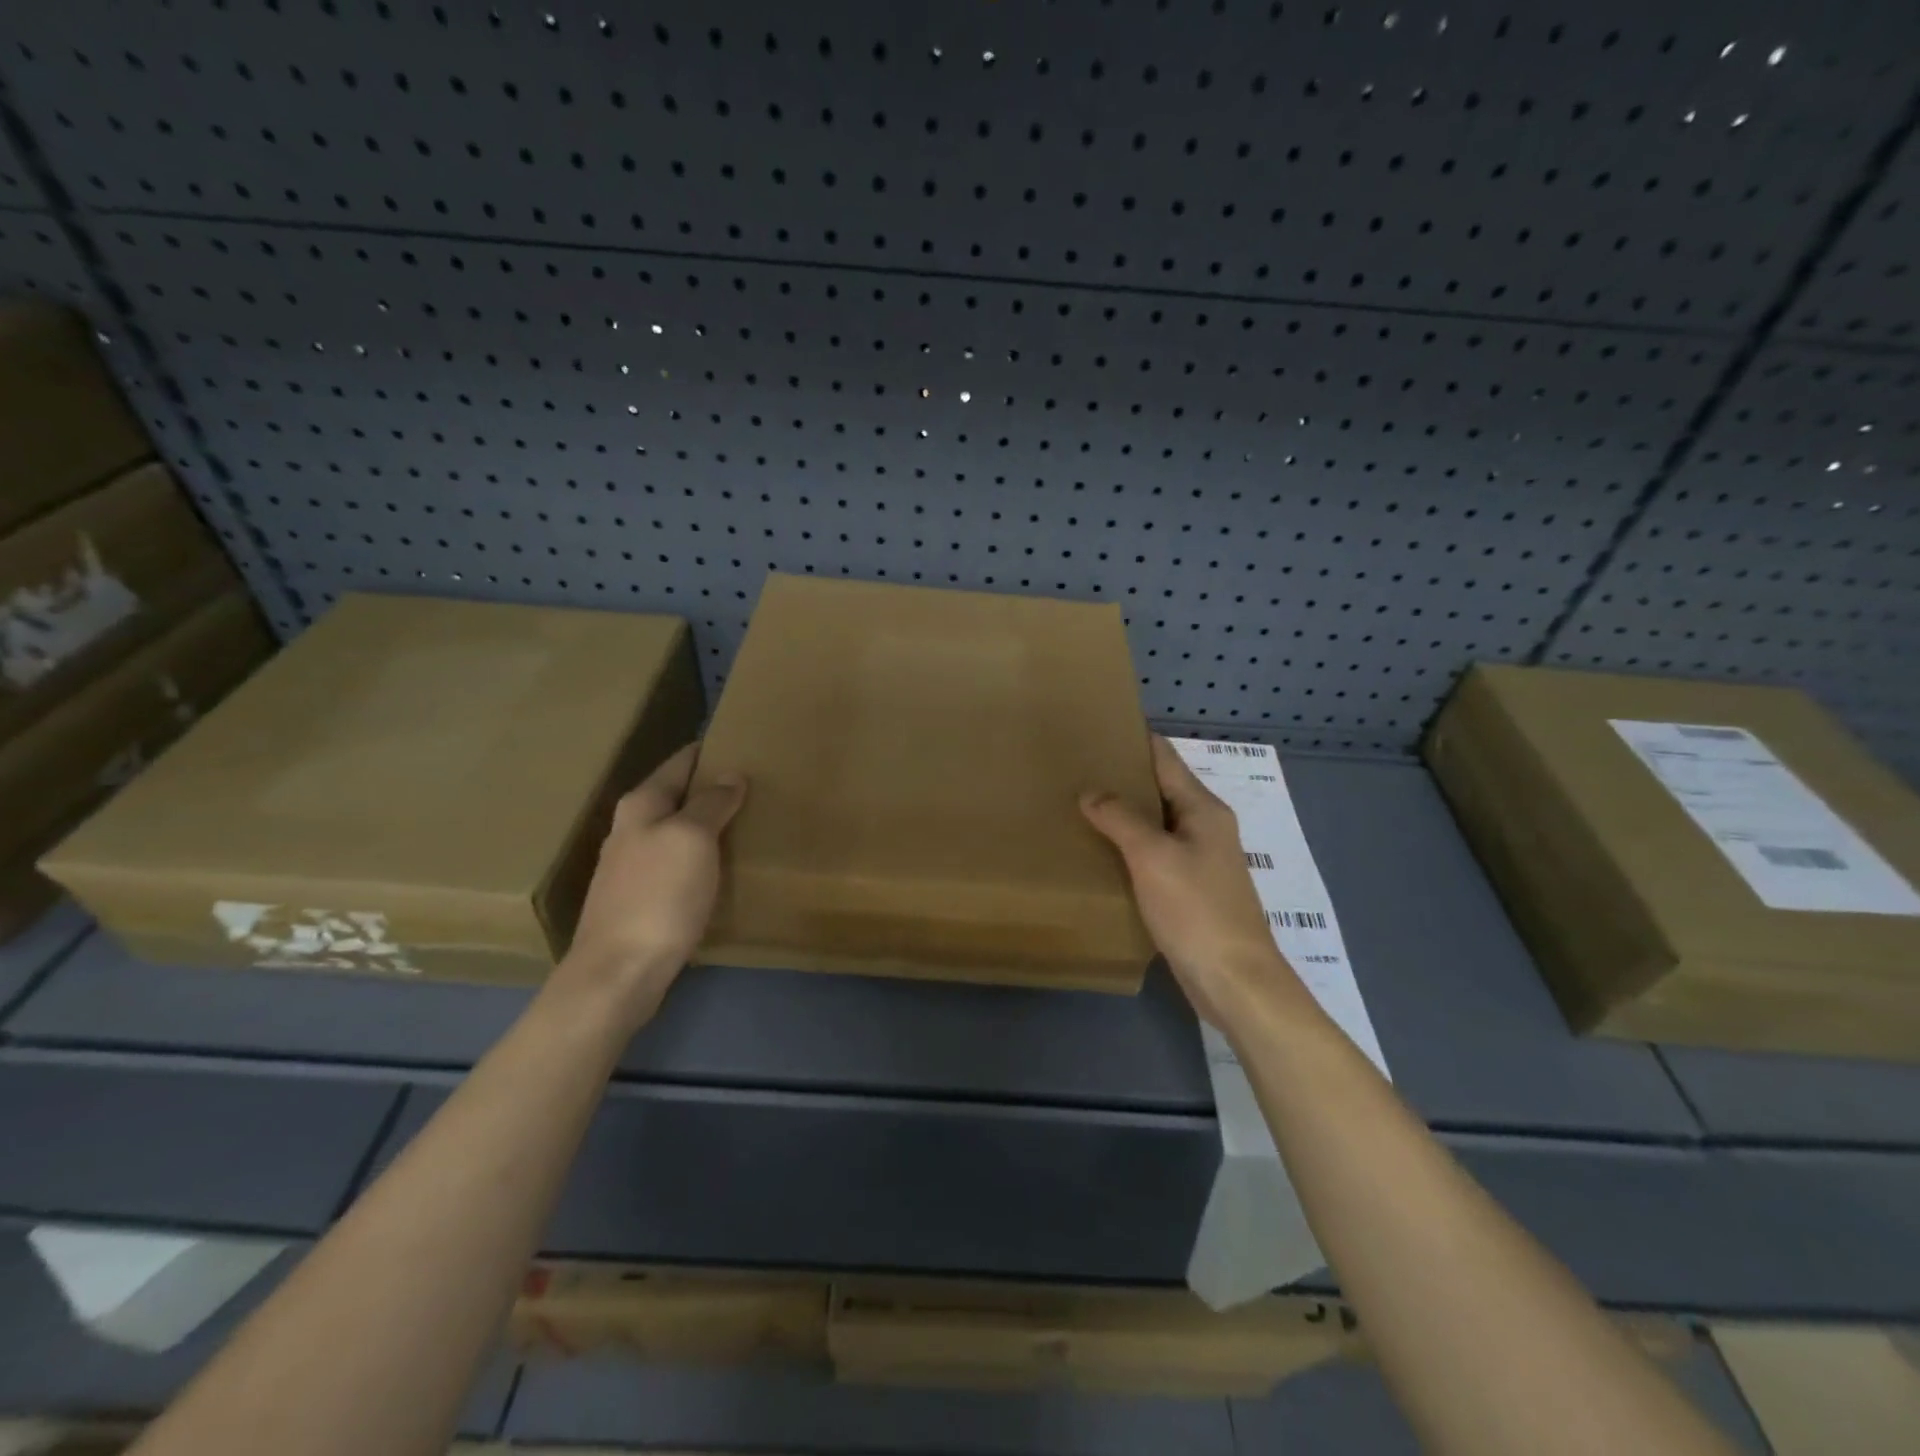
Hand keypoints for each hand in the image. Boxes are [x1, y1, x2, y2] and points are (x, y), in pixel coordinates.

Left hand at [560, 743, 746, 1024]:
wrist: (618, 972)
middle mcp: (631, 829)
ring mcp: (631, 866)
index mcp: (641, 805)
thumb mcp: (692, 838)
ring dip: (707, 825)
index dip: (709, 751)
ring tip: (746, 823)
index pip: (680, 762)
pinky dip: (701, 856)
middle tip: (756, 785)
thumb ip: (711, 803)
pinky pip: (678, 863)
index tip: (742, 742)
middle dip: (711, 788)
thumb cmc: (658, 896)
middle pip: (676, 796)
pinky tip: (722, 867)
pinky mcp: (640, 899)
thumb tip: (730, 774)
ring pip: (677, 831)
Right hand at [1081, 736, 1302, 1029]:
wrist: (1234, 979)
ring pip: (1156, 824)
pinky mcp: (1190, 890)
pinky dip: (1129, 847)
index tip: (1096, 728)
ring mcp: (1199, 860)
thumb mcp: (1153, 857)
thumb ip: (1120, 818)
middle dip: (1122, 777)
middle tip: (1076, 768)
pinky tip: (1100, 851)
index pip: (1165, 758)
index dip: (1134, 740)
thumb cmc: (1196, 910)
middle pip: (1160, 789)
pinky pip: (1154, 855)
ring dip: (1123, 814)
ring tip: (1079, 804)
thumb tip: (1091, 792)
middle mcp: (1204, 827)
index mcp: (1203, 809)